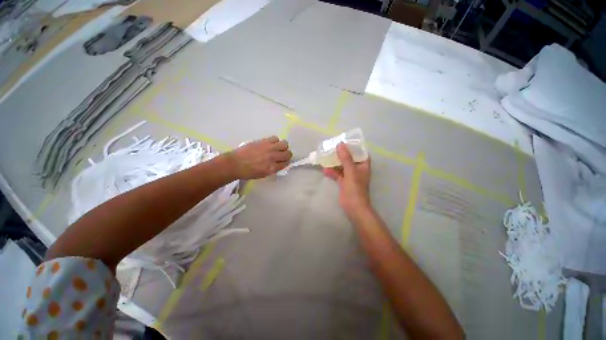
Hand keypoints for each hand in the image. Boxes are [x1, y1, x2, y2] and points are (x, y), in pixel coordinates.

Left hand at [227, 136, 291, 178]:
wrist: (235, 164)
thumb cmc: (248, 172)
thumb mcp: (264, 174)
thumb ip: (274, 169)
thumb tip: (280, 164)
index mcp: (272, 168)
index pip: (286, 163)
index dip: (285, 163)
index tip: (282, 162)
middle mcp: (273, 157)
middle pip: (288, 153)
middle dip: (286, 155)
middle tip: (281, 155)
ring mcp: (269, 148)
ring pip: (284, 144)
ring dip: (282, 147)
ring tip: (276, 148)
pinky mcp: (263, 141)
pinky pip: (275, 138)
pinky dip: (275, 141)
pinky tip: (270, 144)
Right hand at [323, 143, 371, 217]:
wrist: (353, 207)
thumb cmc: (355, 188)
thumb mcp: (351, 171)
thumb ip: (346, 158)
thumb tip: (340, 144)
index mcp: (363, 166)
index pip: (360, 153)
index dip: (354, 147)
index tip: (345, 141)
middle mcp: (357, 169)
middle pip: (350, 158)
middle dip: (341, 154)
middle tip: (332, 147)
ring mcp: (350, 176)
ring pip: (342, 166)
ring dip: (335, 163)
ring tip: (326, 157)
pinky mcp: (343, 182)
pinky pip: (337, 174)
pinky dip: (331, 172)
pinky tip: (324, 170)